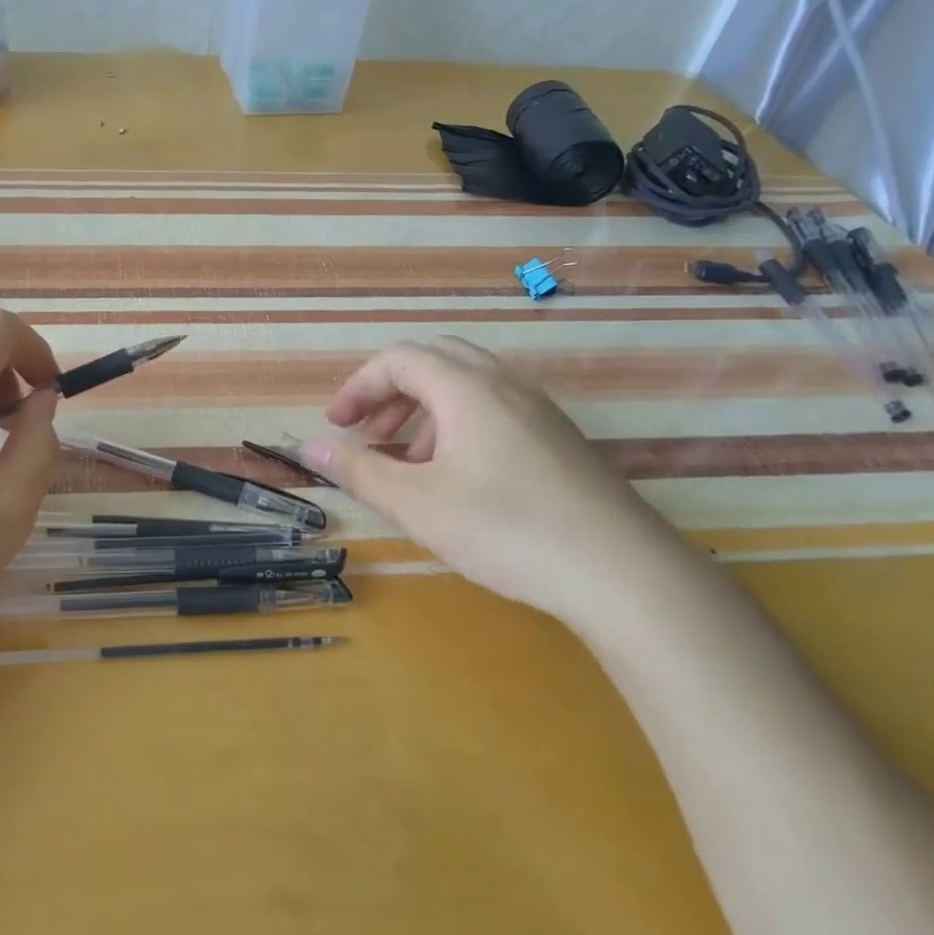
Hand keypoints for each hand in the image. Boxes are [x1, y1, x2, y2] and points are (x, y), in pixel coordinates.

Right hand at [301, 337, 687, 623]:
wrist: (624, 574)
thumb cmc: (507, 530)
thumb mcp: (417, 504)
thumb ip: (358, 470)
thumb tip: (308, 447)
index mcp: (467, 389)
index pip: (398, 359)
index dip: (358, 387)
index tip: (336, 426)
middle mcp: (505, 385)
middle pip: (435, 360)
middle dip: (391, 392)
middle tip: (370, 433)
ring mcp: (540, 411)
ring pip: (468, 385)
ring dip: (425, 410)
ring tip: (410, 462)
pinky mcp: (561, 440)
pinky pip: (496, 409)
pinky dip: (459, 426)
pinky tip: (460, 479)